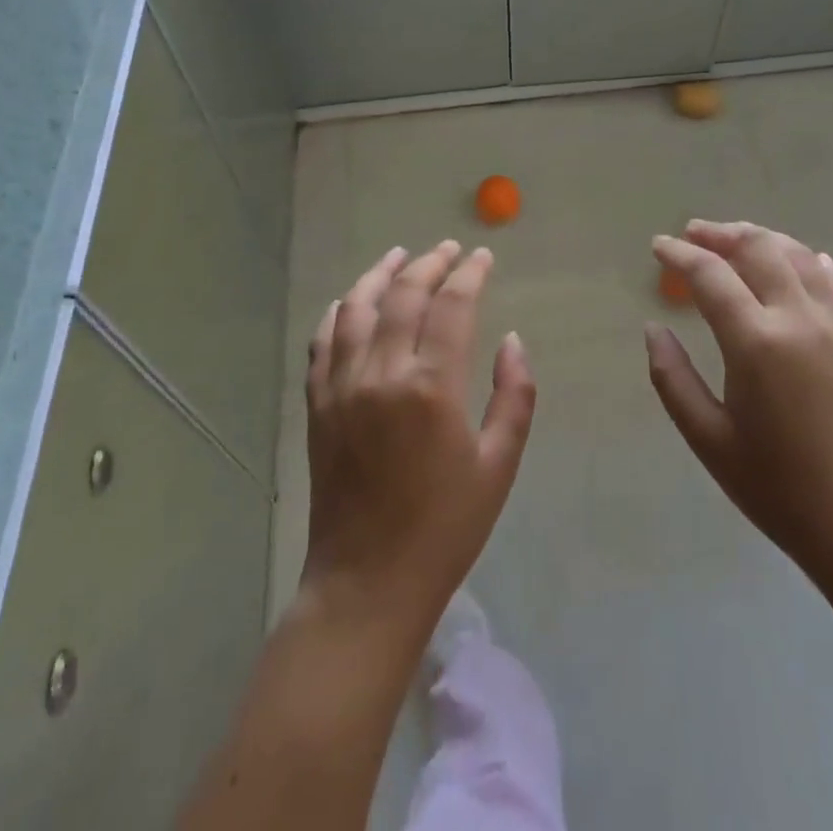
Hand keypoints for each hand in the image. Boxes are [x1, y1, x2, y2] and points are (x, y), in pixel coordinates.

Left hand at [302, 242, 535, 631]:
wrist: (367, 583)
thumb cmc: (444, 528)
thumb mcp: (498, 465)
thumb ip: (514, 395)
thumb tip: (511, 340)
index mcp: (431, 387)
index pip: (452, 305)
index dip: (470, 273)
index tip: (483, 256)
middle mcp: (381, 373)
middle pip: (404, 295)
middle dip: (430, 263)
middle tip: (449, 249)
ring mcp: (341, 386)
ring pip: (356, 307)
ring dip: (380, 274)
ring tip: (400, 256)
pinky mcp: (318, 404)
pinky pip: (322, 341)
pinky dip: (338, 312)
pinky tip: (351, 301)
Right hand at [646, 221, 832, 598]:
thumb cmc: (779, 488)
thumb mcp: (709, 439)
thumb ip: (672, 378)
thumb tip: (653, 329)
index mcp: (756, 342)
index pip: (710, 274)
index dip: (679, 253)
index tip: (658, 245)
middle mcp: (798, 317)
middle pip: (757, 248)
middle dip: (720, 233)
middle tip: (693, 234)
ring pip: (797, 254)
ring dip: (761, 238)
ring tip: (735, 239)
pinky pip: (831, 279)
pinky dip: (805, 260)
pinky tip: (796, 261)